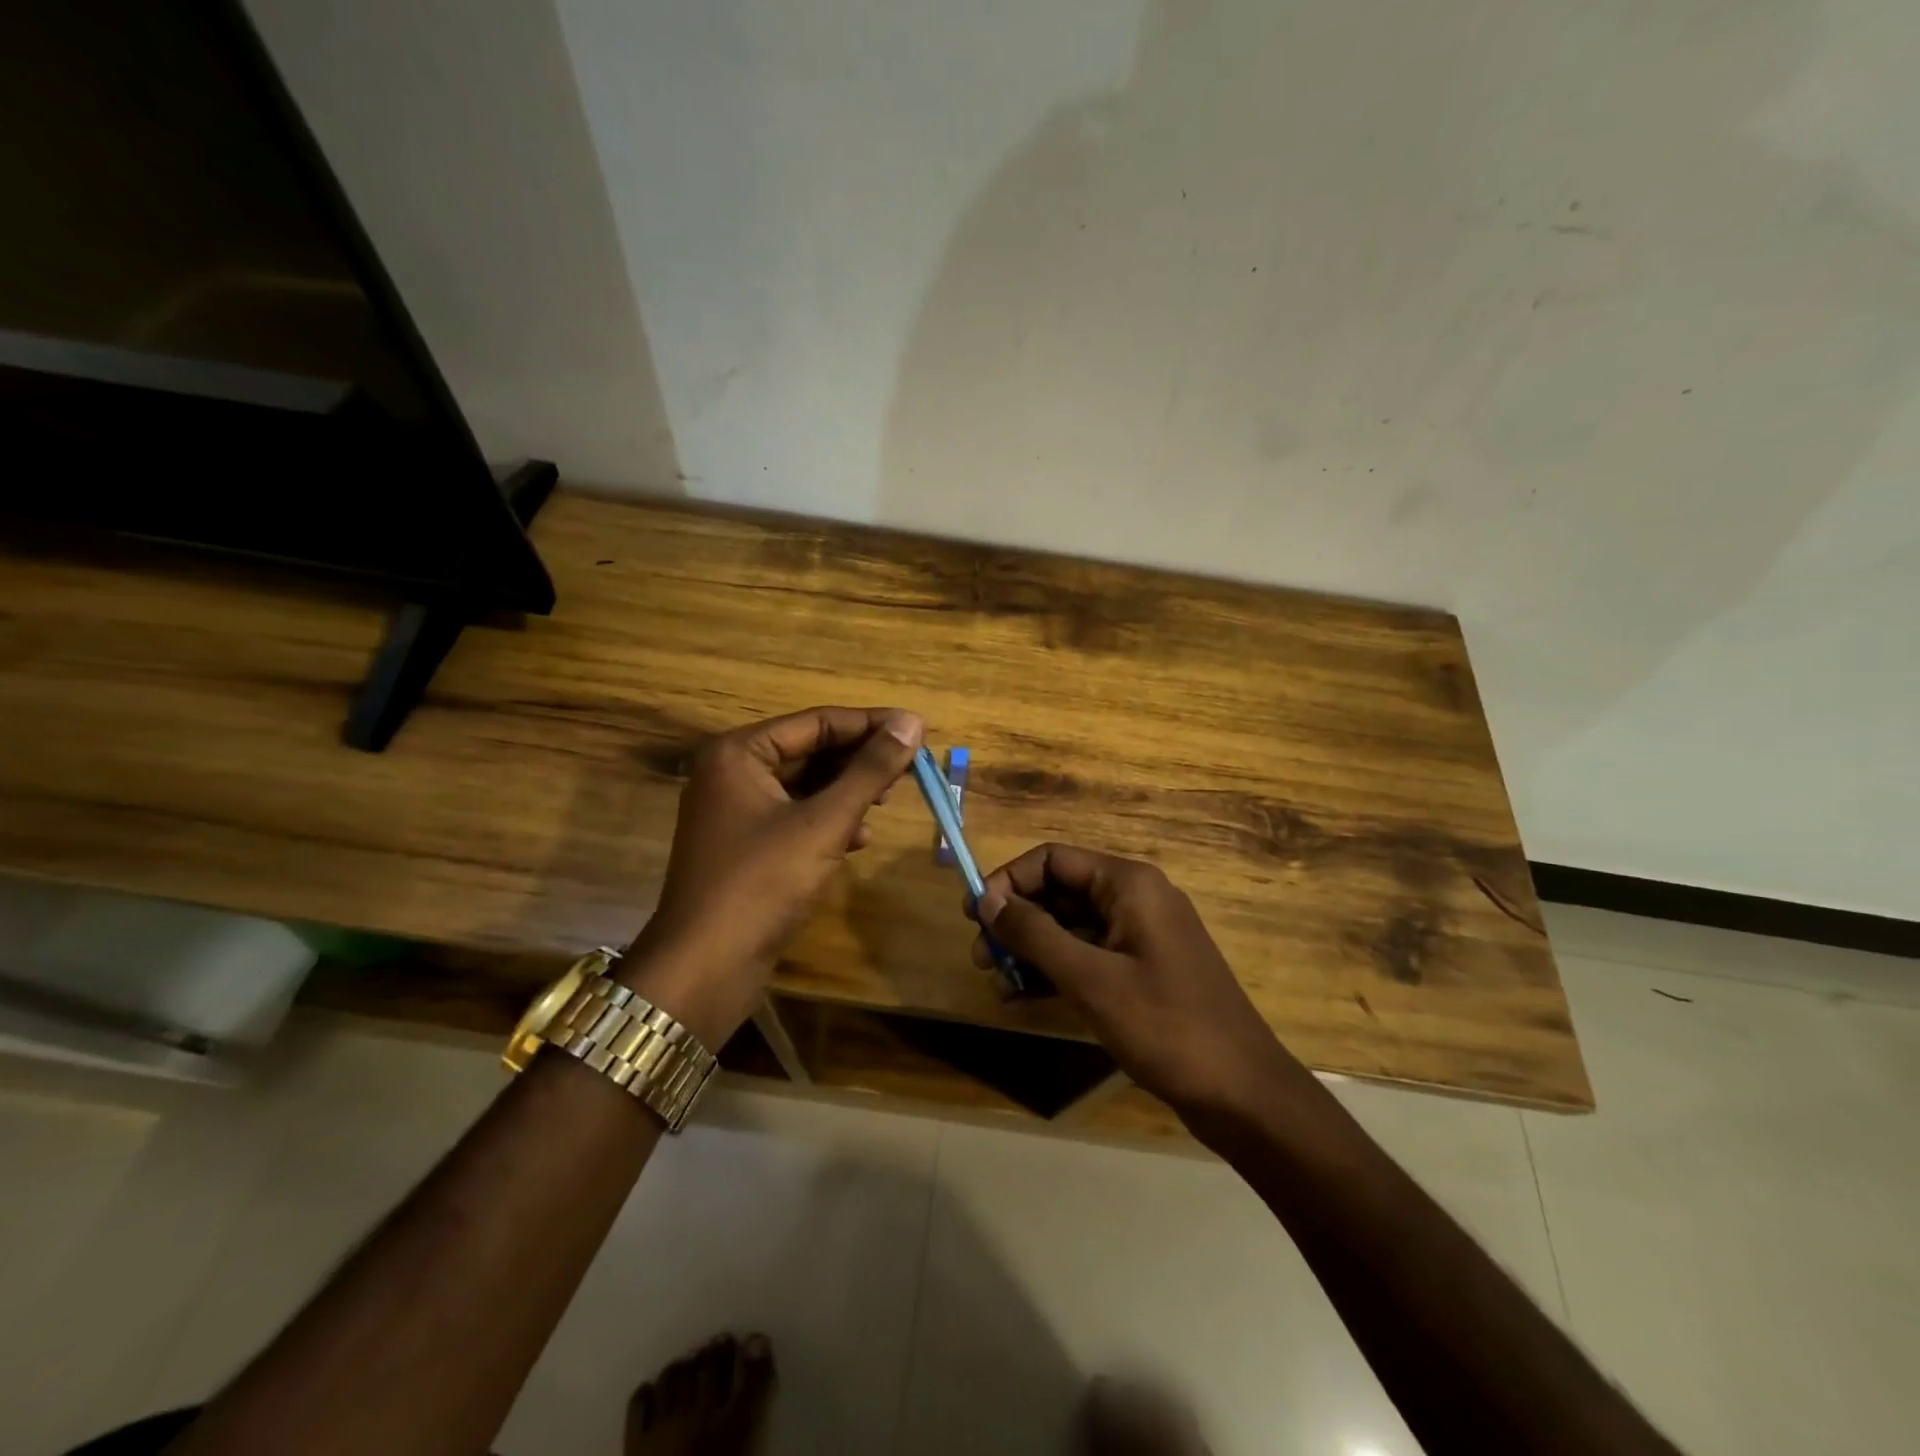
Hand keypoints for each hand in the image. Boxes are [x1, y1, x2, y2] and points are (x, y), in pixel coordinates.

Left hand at [625, 706, 923, 1045]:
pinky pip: (795, 817)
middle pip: (810, 750)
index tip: (918, 728)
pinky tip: (860, 837)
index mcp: (739, 753)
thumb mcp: (824, 822)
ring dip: (848, 791)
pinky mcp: (745, 846)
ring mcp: (735, 812)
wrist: (705, 968)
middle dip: (860, 759)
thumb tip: (912, 722)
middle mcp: (732, 773)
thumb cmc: (763, 883)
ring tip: (889, 800)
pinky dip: (829, 821)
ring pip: (805, 785)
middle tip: (910, 766)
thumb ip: (869, 770)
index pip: (817, 722)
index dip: (871, 724)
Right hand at [972, 844, 1311, 1118]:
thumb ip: (1035, 934)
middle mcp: (1134, 899)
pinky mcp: (1141, 970)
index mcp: (1128, 884)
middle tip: (979, 957)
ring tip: (996, 983)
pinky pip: (1087, 956)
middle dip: (1016, 920)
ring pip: (1070, 926)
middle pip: (1059, 891)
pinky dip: (1055, 971)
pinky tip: (1022, 997)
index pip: (1052, 859)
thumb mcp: (1091, 979)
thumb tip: (986, 899)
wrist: (1242, 1094)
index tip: (974, 915)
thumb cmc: (1166, 1026)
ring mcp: (1140, 936)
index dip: (1008, 881)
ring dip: (1030, 950)